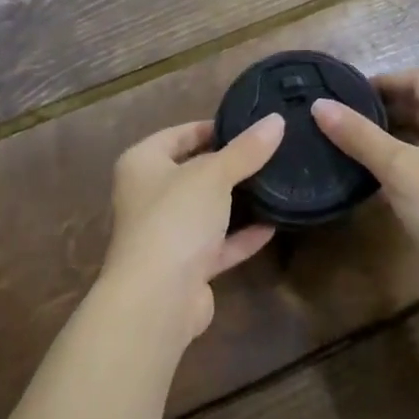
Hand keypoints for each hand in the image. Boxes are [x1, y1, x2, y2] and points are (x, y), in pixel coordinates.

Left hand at [98, 116, 282, 348]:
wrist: (157, 298)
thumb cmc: (176, 218)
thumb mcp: (214, 174)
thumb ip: (246, 150)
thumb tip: (276, 120)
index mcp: (142, 163)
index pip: (178, 134)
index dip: (211, 127)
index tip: (249, 125)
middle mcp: (148, 195)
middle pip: (192, 172)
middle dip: (228, 165)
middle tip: (269, 151)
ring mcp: (166, 233)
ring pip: (205, 210)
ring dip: (236, 202)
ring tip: (274, 183)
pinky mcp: (185, 267)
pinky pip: (217, 244)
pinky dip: (241, 236)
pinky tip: (273, 225)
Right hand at [313, 71, 418, 308]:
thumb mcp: (398, 167)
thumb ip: (358, 134)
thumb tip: (319, 104)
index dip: (385, 80)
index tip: (347, 92)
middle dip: (382, 106)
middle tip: (341, 116)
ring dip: (386, 134)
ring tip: (347, 142)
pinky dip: (395, 161)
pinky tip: (369, 175)